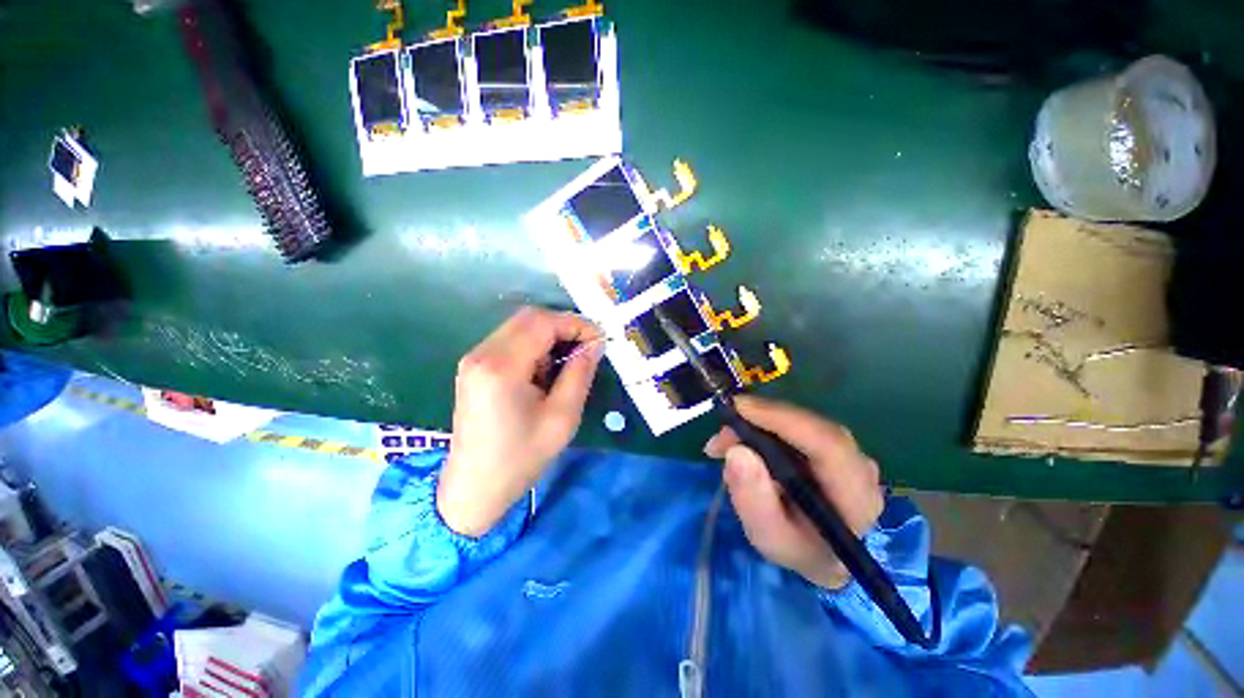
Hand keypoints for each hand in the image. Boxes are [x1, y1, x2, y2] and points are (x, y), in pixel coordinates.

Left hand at [438, 307, 602, 537]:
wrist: (473, 487)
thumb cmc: (521, 458)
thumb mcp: (562, 418)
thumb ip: (580, 374)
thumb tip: (594, 344)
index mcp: (502, 367)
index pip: (543, 323)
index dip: (576, 324)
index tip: (599, 341)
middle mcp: (482, 353)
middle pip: (529, 317)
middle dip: (564, 327)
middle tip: (587, 348)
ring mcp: (474, 358)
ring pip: (520, 326)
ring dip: (549, 336)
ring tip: (567, 364)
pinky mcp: (474, 366)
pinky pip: (510, 340)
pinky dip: (534, 346)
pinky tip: (544, 371)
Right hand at [704, 396, 883, 588]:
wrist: (820, 552)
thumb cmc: (797, 548)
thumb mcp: (768, 537)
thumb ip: (753, 500)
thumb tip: (736, 451)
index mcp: (855, 497)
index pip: (827, 444)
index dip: (782, 419)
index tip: (738, 409)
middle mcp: (860, 466)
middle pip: (810, 426)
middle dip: (759, 420)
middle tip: (721, 436)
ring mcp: (849, 451)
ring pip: (800, 420)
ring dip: (757, 422)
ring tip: (724, 443)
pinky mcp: (832, 443)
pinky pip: (796, 423)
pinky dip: (764, 425)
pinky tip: (741, 439)